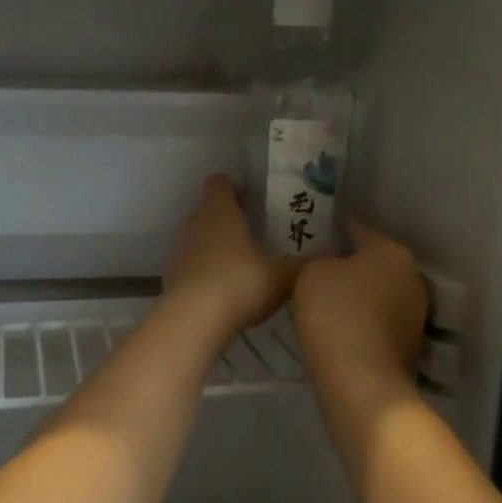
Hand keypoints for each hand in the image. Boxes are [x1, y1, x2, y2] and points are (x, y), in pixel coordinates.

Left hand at [161, 175, 300, 338]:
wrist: (194, 320)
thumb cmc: (241, 283)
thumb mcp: (283, 275)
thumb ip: (305, 264)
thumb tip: (332, 255)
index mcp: (220, 211)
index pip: (219, 183)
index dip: (233, 187)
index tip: (251, 199)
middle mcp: (194, 223)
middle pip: (207, 211)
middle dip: (227, 220)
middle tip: (253, 235)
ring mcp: (177, 251)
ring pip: (197, 240)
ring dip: (213, 248)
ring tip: (239, 267)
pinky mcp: (169, 278)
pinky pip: (189, 268)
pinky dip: (202, 274)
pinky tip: (221, 294)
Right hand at [291, 221, 427, 396]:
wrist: (361, 382)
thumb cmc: (335, 315)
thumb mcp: (311, 274)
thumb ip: (320, 261)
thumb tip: (330, 266)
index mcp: (392, 252)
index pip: (359, 230)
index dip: (336, 231)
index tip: (316, 235)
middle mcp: (412, 277)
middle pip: (375, 263)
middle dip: (351, 266)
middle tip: (319, 271)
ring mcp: (416, 314)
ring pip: (380, 294)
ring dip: (360, 296)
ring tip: (327, 304)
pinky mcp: (411, 346)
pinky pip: (380, 323)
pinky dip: (364, 323)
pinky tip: (341, 330)